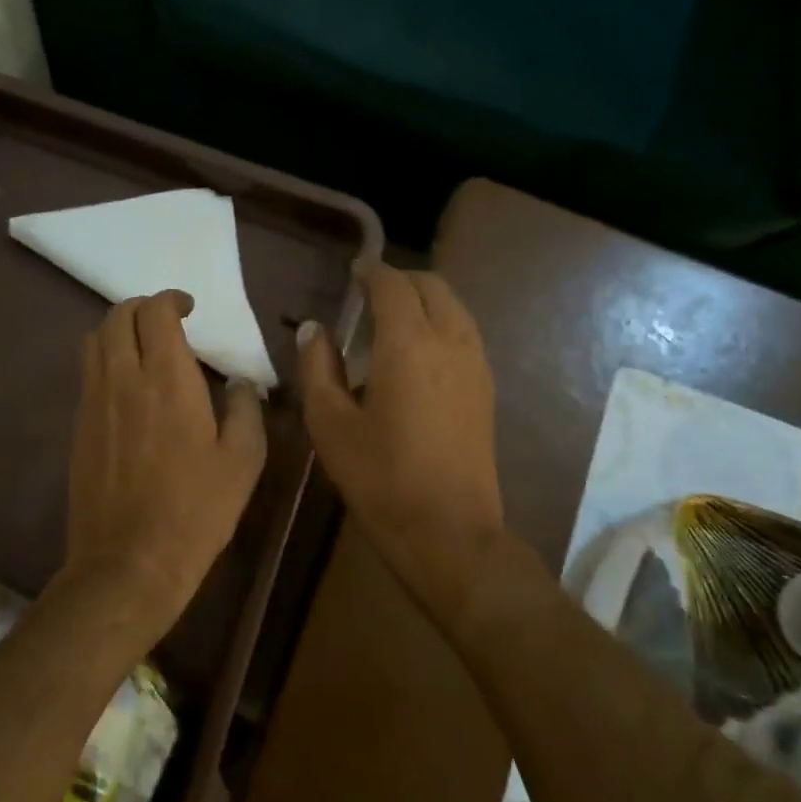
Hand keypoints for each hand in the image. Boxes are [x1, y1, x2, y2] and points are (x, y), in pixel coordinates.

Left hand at [62, 291, 267, 640]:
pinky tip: (127, 388)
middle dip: (142, 308)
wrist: (130, 560)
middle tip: (166, 322)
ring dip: (118, 331)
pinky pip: (87, 375)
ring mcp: (93, 403)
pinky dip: (105, 361)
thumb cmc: (196, 510)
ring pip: (93, 341)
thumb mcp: (243, 461)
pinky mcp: (78, 428)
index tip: (189, 308)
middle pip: (117, 316)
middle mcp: (122, 379)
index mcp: (167, 379)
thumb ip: (245, 410)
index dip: (172, 299)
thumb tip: (240, 383)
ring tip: (143, 348)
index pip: (156, 312)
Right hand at [297, 261, 504, 621]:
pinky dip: (441, 323)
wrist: (449, 530)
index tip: (352, 271)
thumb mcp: (329, 424)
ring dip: (425, 300)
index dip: (371, 271)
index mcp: (408, 344)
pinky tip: (418, 353)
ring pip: (455, 308)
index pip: (392, 285)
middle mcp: (450, 341)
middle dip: (401, 280)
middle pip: (432, 286)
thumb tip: (313, 329)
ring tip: (392, 320)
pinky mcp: (486, 389)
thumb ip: (318, 368)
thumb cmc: (379, 478)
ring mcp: (476, 365)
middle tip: (369, 293)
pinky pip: (465, 333)